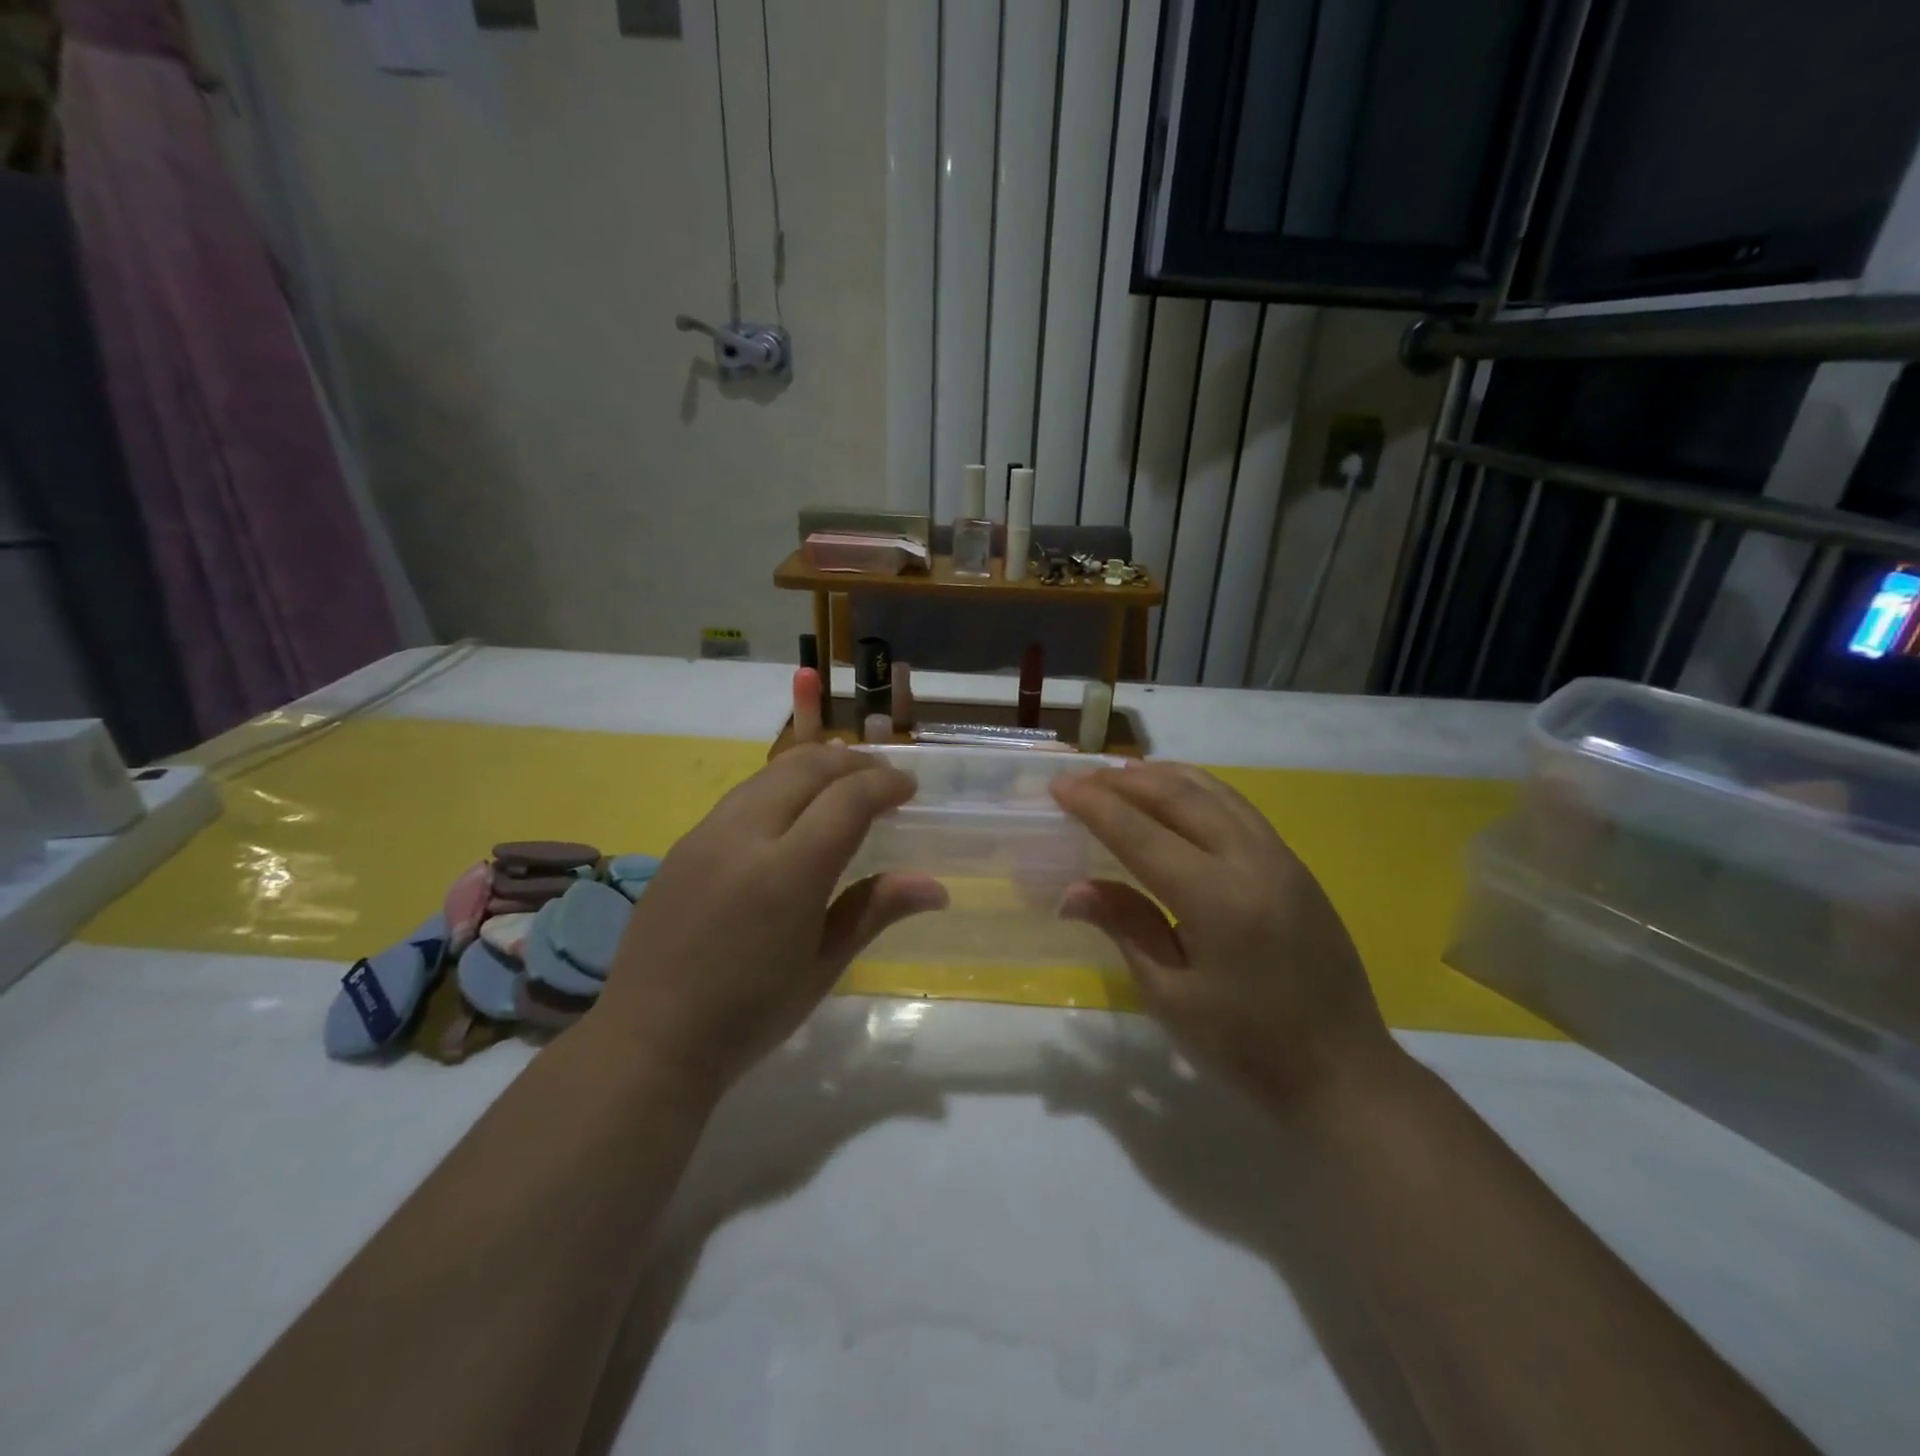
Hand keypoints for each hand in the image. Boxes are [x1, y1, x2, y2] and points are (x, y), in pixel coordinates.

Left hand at [595, 745, 946, 1095]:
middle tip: (882, 775)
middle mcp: (744, 837)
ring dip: (815, 766)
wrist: (650, 1039)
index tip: (909, 787)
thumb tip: (936, 887)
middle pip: (807, 769)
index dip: (884, 785)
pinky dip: (780, 784)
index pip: (847, 800)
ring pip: (770, 773)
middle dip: (852, 762)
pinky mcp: (684, 842)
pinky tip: (792, 807)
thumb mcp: (823, 968)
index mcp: (788, 874)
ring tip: (843, 778)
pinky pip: (742, 794)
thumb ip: (874, 911)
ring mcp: (706, 834)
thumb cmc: (750, 1015)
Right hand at [1051, 762, 1397, 1116]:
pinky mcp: (1296, 866)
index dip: (1095, 806)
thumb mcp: (1171, 996)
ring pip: (1214, 792)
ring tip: (1121, 775)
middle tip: (1083, 779)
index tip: (1059, 785)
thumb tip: (1074, 889)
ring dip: (1162, 777)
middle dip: (1124, 781)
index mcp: (1217, 900)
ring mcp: (1281, 858)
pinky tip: (1177, 797)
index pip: (1141, 834)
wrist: (1343, 1073)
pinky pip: (1238, 808)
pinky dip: (1198, 790)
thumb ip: (1126, 927)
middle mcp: (1252, 862)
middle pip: (1179, 797)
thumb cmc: (1246, 1047)